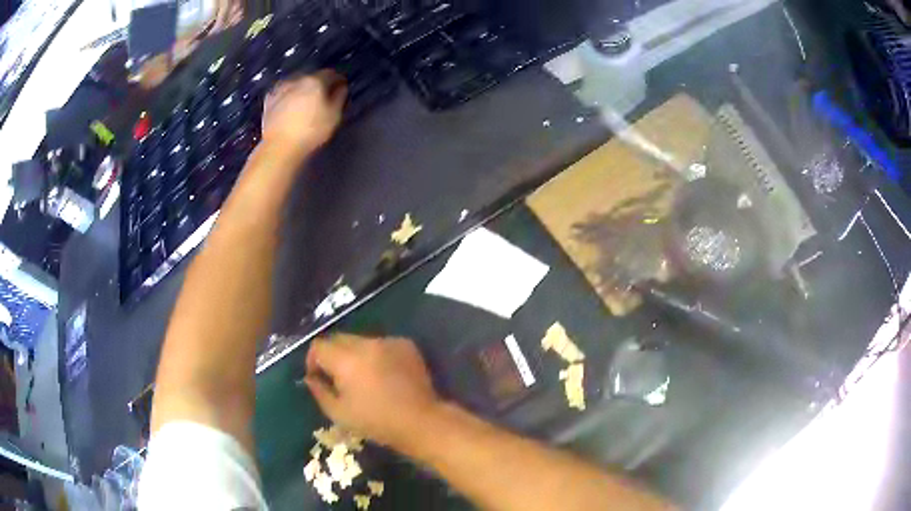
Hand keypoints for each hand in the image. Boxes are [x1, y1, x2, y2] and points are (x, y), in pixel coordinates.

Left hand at [262, 70, 346, 154]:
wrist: (279, 146)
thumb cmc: (311, 132)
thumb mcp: (334, 116)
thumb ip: (339, 97)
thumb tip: (341, 88)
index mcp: (315, 81)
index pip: (331, 74)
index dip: (338, 80)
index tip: (341, 88)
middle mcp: (297, 79)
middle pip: (312, 77)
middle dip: (319, 84)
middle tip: (323, 97)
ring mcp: (280, 88)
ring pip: (297, 84)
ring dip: (302, 89)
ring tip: (306, 102)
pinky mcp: (269, 100)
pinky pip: (283, 93)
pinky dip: (289, 96)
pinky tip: (290, 106)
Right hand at [305, 334, 440, 448]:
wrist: (421, 422)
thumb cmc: (376, 422)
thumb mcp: (339, 413)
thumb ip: (319, 391)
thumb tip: (310, 377)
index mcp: (346, 359)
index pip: (318, 345)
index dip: (312, 360)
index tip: (317, 377)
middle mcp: (366, 344)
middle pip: (338, 339)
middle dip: (332, 355)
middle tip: (337, 378)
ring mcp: (388, 342)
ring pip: (360, 341)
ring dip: (354, 355)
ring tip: (363, 378)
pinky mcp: (405, 345)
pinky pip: (381, 344)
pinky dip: (376, 355)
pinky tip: (384, 375)